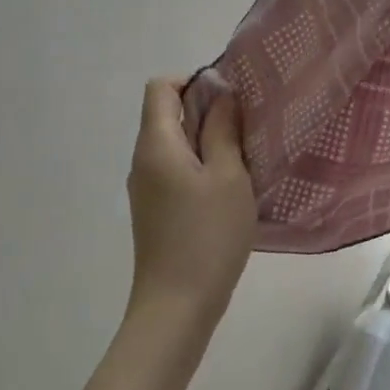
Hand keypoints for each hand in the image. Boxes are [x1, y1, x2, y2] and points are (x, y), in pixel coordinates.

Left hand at [124, 78, 256, 335]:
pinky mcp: (155, 210)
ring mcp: (146, 188)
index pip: (160, 87)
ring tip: (244, 157)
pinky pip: (175, 169)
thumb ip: (223, 130)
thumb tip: (221, 95)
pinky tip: (230, 188)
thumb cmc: (207, 235)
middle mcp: (143, 160)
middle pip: (167, 114)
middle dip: (206, 111)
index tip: (229, 100)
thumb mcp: (229, 176)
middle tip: (246, 128)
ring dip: (207, 140)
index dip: (193, 82)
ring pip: (174, 144)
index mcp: (156, 144)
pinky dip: (201, 166)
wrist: (176, 307)